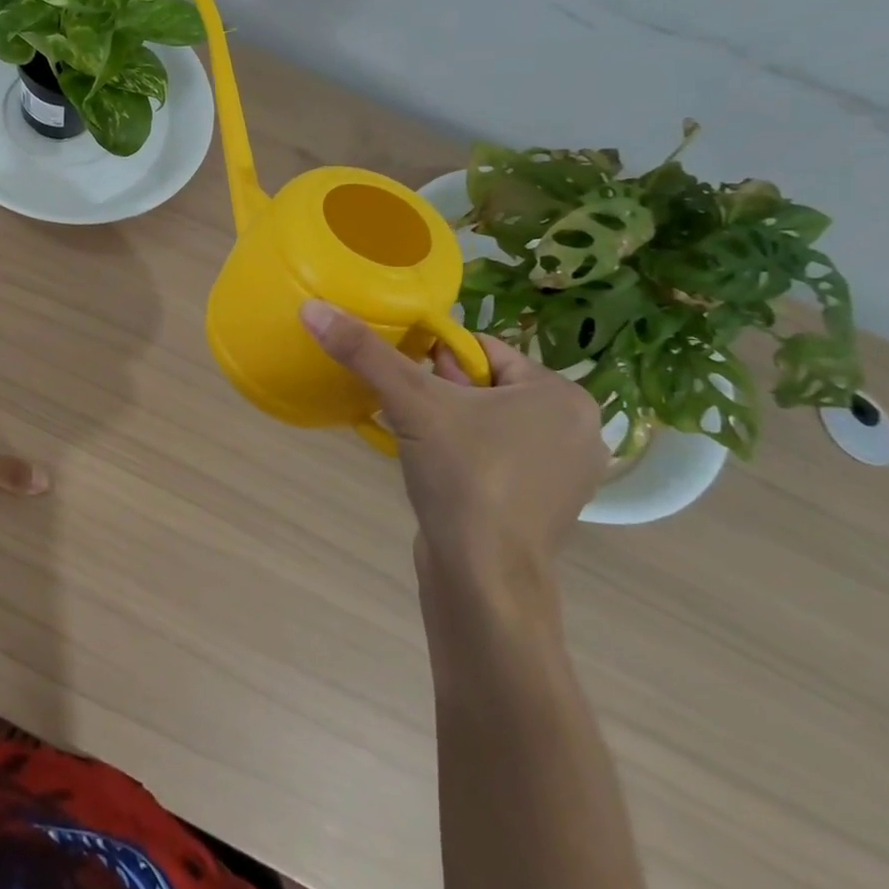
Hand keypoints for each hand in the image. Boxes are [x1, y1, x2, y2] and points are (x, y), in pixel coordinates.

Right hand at [300, 301, 603, 597]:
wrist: (485, 581)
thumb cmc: (464, 478)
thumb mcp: (411, 402)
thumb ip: (364, 352)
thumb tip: (313, 307)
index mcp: (562, 396)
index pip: (483, 350)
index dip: (435, 358)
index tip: (407, 381)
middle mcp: (576, 431)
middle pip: (484, 384)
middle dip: (440, 392)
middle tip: (409, 412)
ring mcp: (564, 474)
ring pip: (487, 421)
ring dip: (447, 422)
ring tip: (416, 440)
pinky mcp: (543, 506)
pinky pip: (495, 457)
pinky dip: (463, 454)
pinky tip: (436, 471)